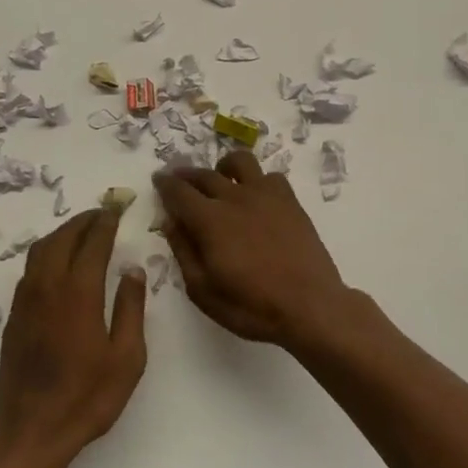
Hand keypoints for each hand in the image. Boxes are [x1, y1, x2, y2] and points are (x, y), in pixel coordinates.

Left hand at [0, 208, 146, 459]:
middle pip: (63, 238)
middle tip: (100, 214)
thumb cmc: (87, 397)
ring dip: (62, 233)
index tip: (115, 211)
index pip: (93, 243)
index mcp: (79, 292)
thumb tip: (132, 270)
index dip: (105, 224)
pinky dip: (46, 252)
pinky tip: (57, 262)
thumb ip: (131, 308)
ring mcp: (26, 299)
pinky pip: (30, 268)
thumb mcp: (126, 357)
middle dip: (83, 221)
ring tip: (80, 231)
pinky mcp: (14, 315)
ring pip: (41, 249)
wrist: (31, 430)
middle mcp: (48, 286)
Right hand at [153, 152, 352, 348]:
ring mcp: (265, 195)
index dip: (165, 184)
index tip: (158, 180)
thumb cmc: (252, 306)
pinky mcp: (289, 200)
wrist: (310, 306)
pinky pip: (270, 176)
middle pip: (203, 175)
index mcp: (209, 220)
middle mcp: (234, 198)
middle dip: (186, 175)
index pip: (178, 191)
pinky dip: (257, 181)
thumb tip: (171, 221)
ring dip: (222, 167)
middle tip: (179, 179)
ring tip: (220, 179)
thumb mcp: (203, 290)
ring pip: (239, 162)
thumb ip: (184, 251)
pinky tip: (256, 196)